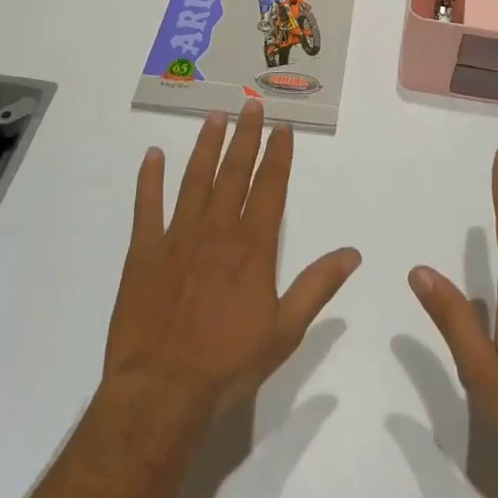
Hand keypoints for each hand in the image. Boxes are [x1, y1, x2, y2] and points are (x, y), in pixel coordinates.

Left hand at [103, 100, 360, 416]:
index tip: (283, 127)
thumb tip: (353, 253)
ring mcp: (177, 236)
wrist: (161, 392)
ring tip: (215, 116)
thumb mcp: (285, 330)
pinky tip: (153, 155)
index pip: (270, 186)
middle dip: (245, 136)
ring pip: (195, 179)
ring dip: (206, 146)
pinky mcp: (144, 252)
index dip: (278, 154)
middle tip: (251, 105)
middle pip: (234, 172)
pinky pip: (147, 206)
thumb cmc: (228, 364)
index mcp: (252, 246)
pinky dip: (149, 179)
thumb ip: (317, 286)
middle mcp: (218, 229)